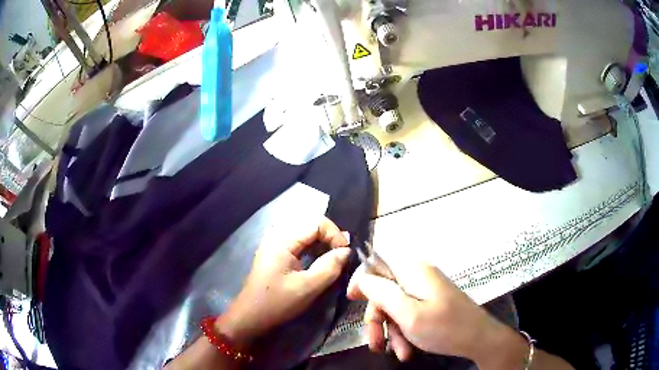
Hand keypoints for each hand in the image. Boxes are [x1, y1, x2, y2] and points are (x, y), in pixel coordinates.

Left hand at [216, 217, 350, 348]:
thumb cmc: (277, 302)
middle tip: (342, 254)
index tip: (345, 253)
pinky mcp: (275, 252)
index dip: (335, 234)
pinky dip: (312, 247)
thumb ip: (330, 267)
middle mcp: (277, 235)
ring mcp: (274, 242)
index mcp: (282, 239)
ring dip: (322, 242)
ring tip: (334, 257)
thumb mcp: (307, 287)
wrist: (251, 315)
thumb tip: (347, 251)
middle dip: (330, 236)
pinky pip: (298, 241)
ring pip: (305, 232)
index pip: (316, 223)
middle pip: (310, 224)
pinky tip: (320, 259)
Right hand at [347, 259, 520, 366]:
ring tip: (399, 352)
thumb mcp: (408, 314)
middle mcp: (418, 275)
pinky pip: (408, 313)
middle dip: (378, 319)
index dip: (362, 280)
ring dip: (392, 331)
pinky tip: (407, 349)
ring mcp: (426, 290)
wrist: (479, 339)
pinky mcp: (431, 302)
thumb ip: (382, 294)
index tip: (351, 300)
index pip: (377, 262)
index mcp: (412, 270)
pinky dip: (404, 331)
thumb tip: (363, 278)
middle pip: (384, 291)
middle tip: (376, 343)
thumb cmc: (444, 327)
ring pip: (395, 307)